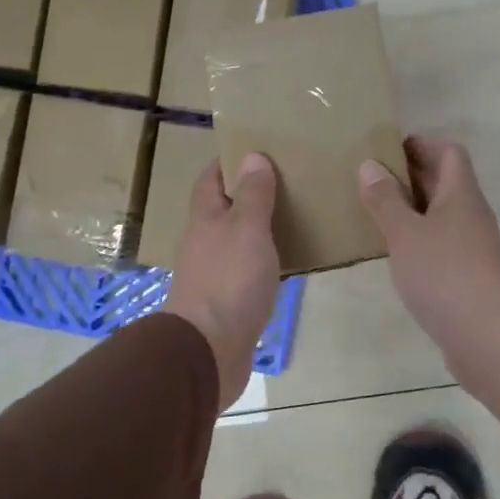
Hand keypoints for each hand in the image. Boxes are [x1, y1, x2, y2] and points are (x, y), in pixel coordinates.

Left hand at [163, 154, 280, 411]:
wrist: (208, 350)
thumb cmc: (229, 281)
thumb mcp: (247, 229)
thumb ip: (252, 195)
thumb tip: (252, 157)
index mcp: (206, 218)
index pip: (211, 178)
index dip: (229, 161)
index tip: (257, 149)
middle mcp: (205, 242)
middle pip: (224, 208)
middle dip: (249, 193)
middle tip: (288, 181)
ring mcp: (214, 273)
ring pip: (237, 240)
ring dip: (259, 228)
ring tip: (295, 216)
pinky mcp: (227, 302)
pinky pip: (246, 270)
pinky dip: (264, 260)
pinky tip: (287, 262)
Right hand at [359, 136, 499, 422]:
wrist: (486, 336)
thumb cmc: (443, 274)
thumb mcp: (405, 233)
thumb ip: (385, 200)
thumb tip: (370, 165)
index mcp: (460, 194)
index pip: (448, 152)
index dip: (421, 144)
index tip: (386, 147)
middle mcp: (470, 214)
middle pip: (444, 182)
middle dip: (409, 176)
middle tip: (370, 177)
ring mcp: (471, 246)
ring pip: (439, 215)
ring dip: (411, 209)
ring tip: (374, 211)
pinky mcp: (466, 275)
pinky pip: (439, 244)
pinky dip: (416, 240)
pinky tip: (393, 251)